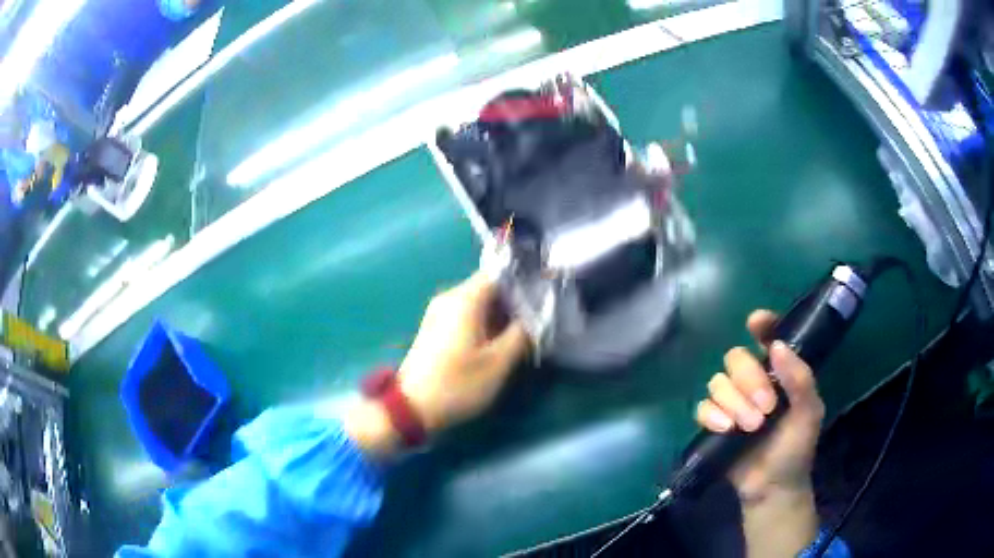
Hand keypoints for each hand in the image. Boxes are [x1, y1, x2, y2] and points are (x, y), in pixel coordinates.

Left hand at [345, 272, 528, 458]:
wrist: (411, 406)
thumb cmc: (457, 384)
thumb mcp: (498, 363)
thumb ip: (522, 334)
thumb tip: (537, 316)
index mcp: (464, 299)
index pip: (499, 273)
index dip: (524, 282)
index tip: (544, 296)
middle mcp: (450, 298)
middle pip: (489, 287)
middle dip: (515, 301)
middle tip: (539, 319)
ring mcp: (440, 313)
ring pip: (479, 303)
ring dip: (501, 315)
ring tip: (525, 332)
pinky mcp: (436, 328)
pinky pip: (467, 315)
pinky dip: (486, 323)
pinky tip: (500, 342)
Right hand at [695, 310, 824, 501]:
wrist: (772, 485)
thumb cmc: (796, 446)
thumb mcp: (809, 412)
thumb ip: (800, 379)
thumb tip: (776, 346)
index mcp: (779, 372)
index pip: (767, 337)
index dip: (761, 325)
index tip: (755, 323)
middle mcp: (753, 380)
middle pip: (736, 358)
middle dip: (749, 380)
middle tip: (766, 408)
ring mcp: (732, 401)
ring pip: (718, 382)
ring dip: (735, 403)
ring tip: (751, 427)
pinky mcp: (714, 422)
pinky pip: (703, 407)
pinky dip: (713, 415)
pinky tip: (726, 430)